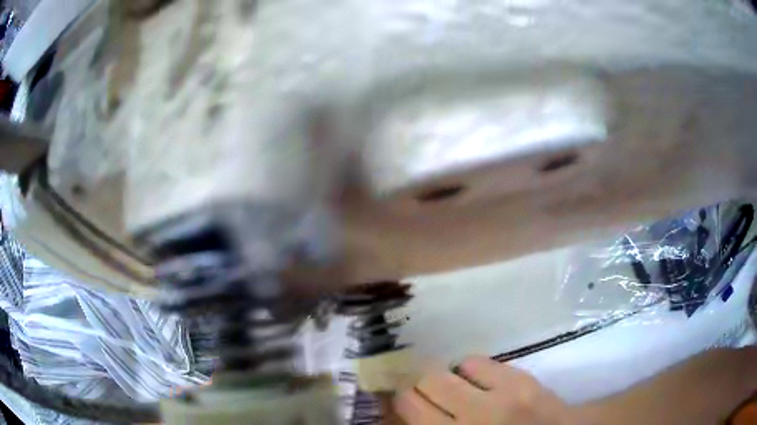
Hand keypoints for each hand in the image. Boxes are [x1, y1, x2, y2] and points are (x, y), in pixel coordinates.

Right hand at [393, 356, 579, 424]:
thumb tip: (406, 409)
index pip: (408, 408)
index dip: (397, 401)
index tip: (398, 400)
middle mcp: (472, 418)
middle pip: (423, 384)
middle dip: (414, 385)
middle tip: (419, 390)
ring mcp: (499, 398)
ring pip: (447, 370)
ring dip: (442, 377)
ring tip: (451, 386)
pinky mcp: (521, 381)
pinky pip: (478, 362)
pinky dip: (468, 369)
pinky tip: (477, 381)